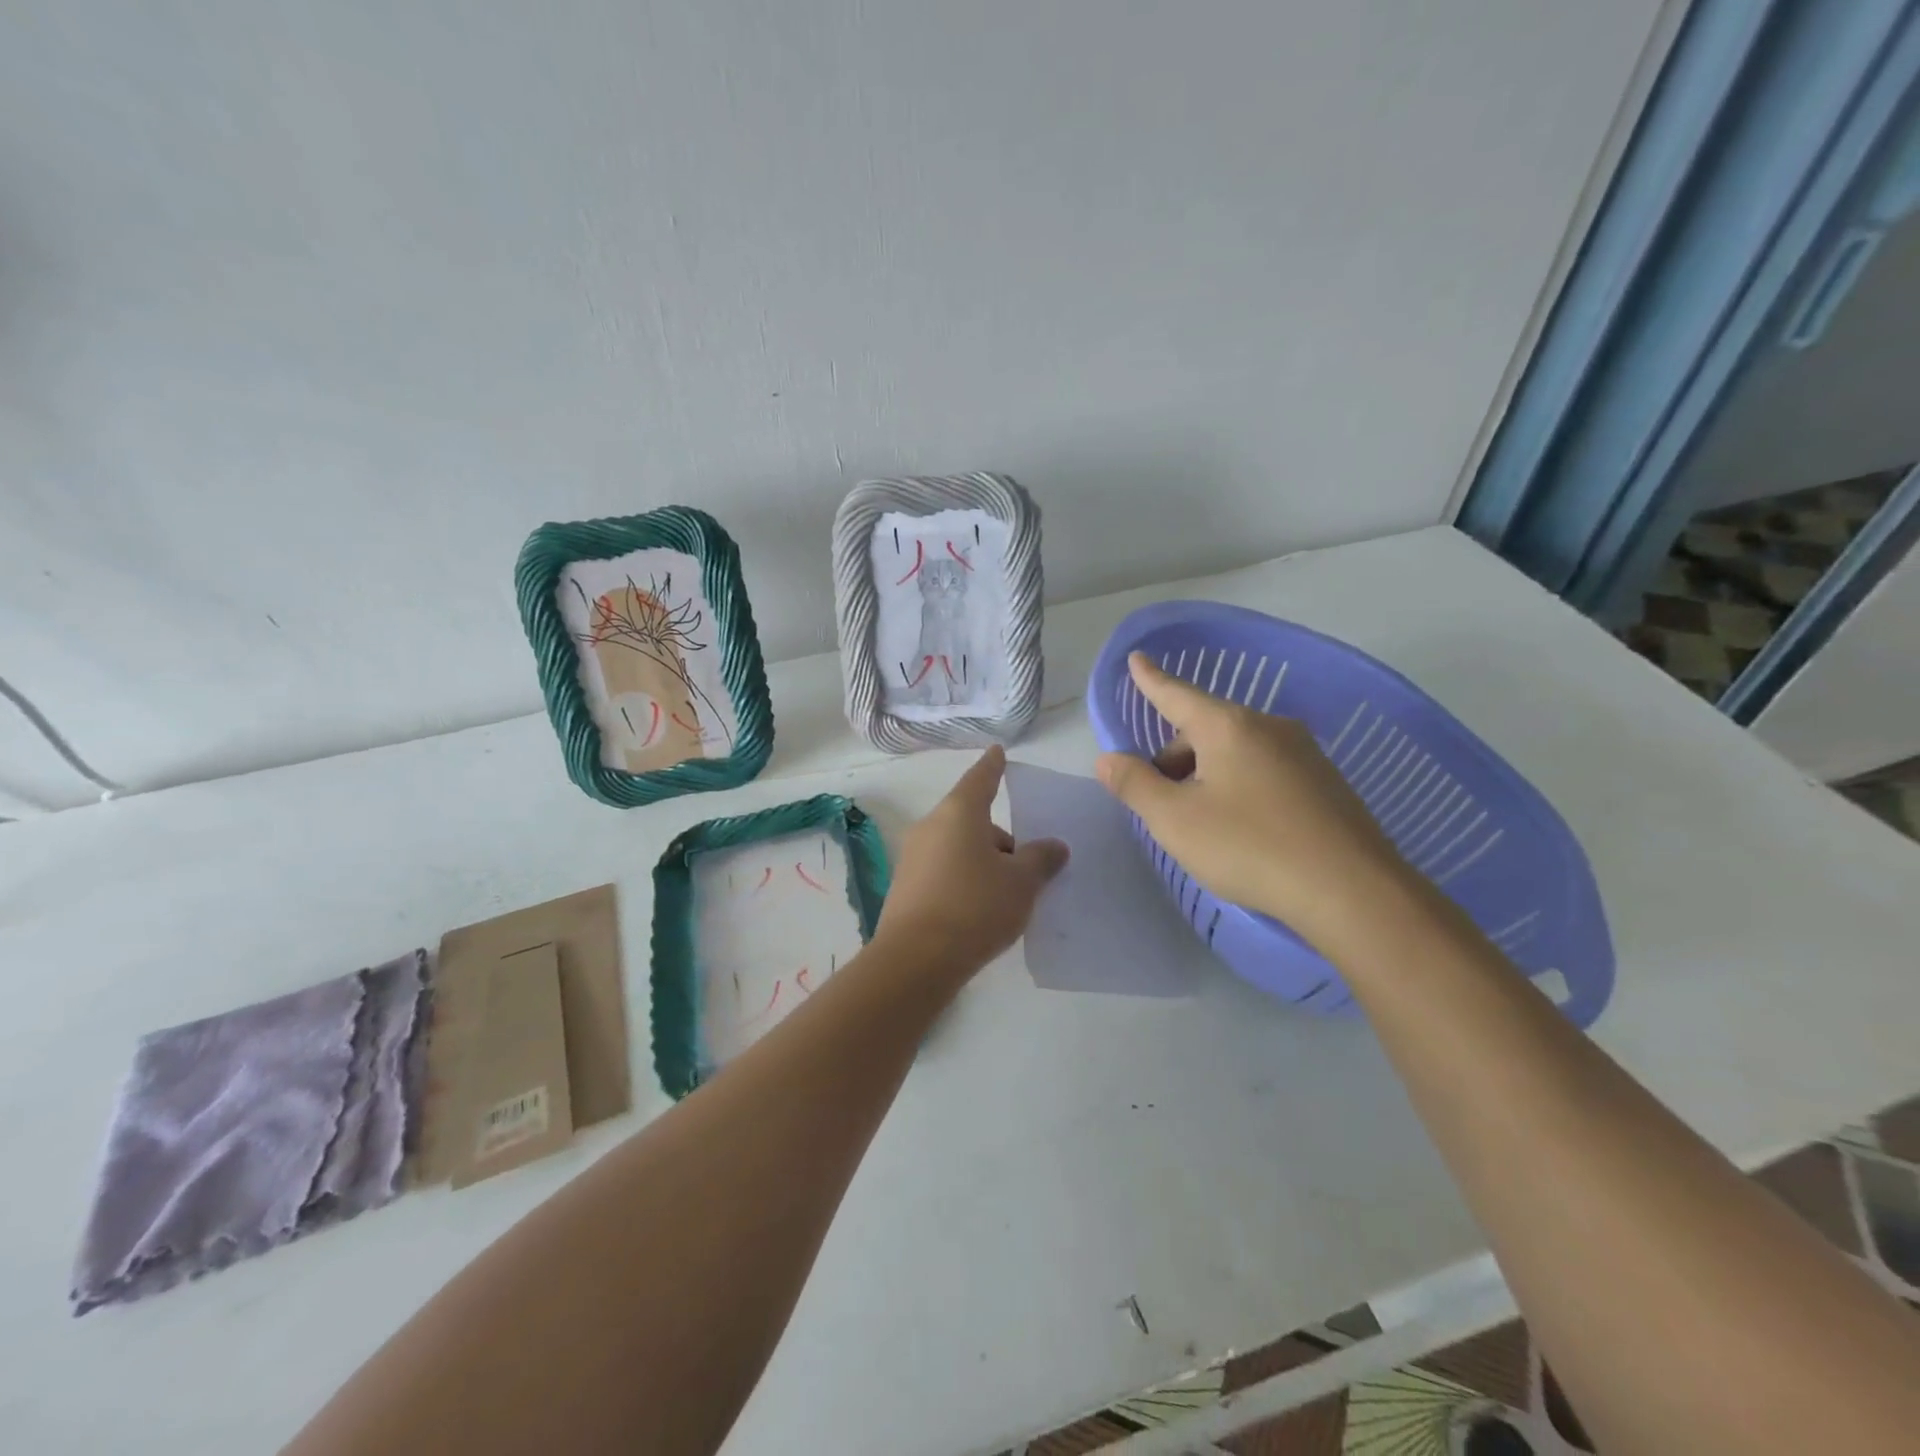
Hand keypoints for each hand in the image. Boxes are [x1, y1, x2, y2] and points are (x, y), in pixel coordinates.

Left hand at [874, 746, 1069, 976]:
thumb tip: (1053, 846)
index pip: (981, 779)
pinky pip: (944, 873)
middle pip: (972, 821)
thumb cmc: (975, 908)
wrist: (916, 961)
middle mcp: (930, 827)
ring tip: (1007, 899)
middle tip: (1027, 870)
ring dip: (983, 864)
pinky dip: (964, 882)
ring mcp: (912, 858)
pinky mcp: (905, 889)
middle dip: (1000, 840)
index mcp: (958, 813)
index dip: (994, 765)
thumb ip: (1041, 859)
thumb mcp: (1021, 883)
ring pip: (958, 849)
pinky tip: (979, 914)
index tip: (998, 751)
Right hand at [1095, 652, 1414, 952]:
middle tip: (1159, 799)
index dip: (1151, 680)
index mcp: (1228, 727)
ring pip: (1236, 751)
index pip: (1177, 694)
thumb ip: (1135, 785)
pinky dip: (1240, 785)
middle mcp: (1268, 727)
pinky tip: (1242, 828)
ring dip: (1206, 773)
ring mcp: (1303, 753)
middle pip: (1205, 729)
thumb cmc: (1250, 847)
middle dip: (1175, 755)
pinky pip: (1265, 770)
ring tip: (1200, 821)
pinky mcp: (1325, 783)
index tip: (1136, 658)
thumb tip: (1107, 759)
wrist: (1353, 891)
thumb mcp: (1175, 821)